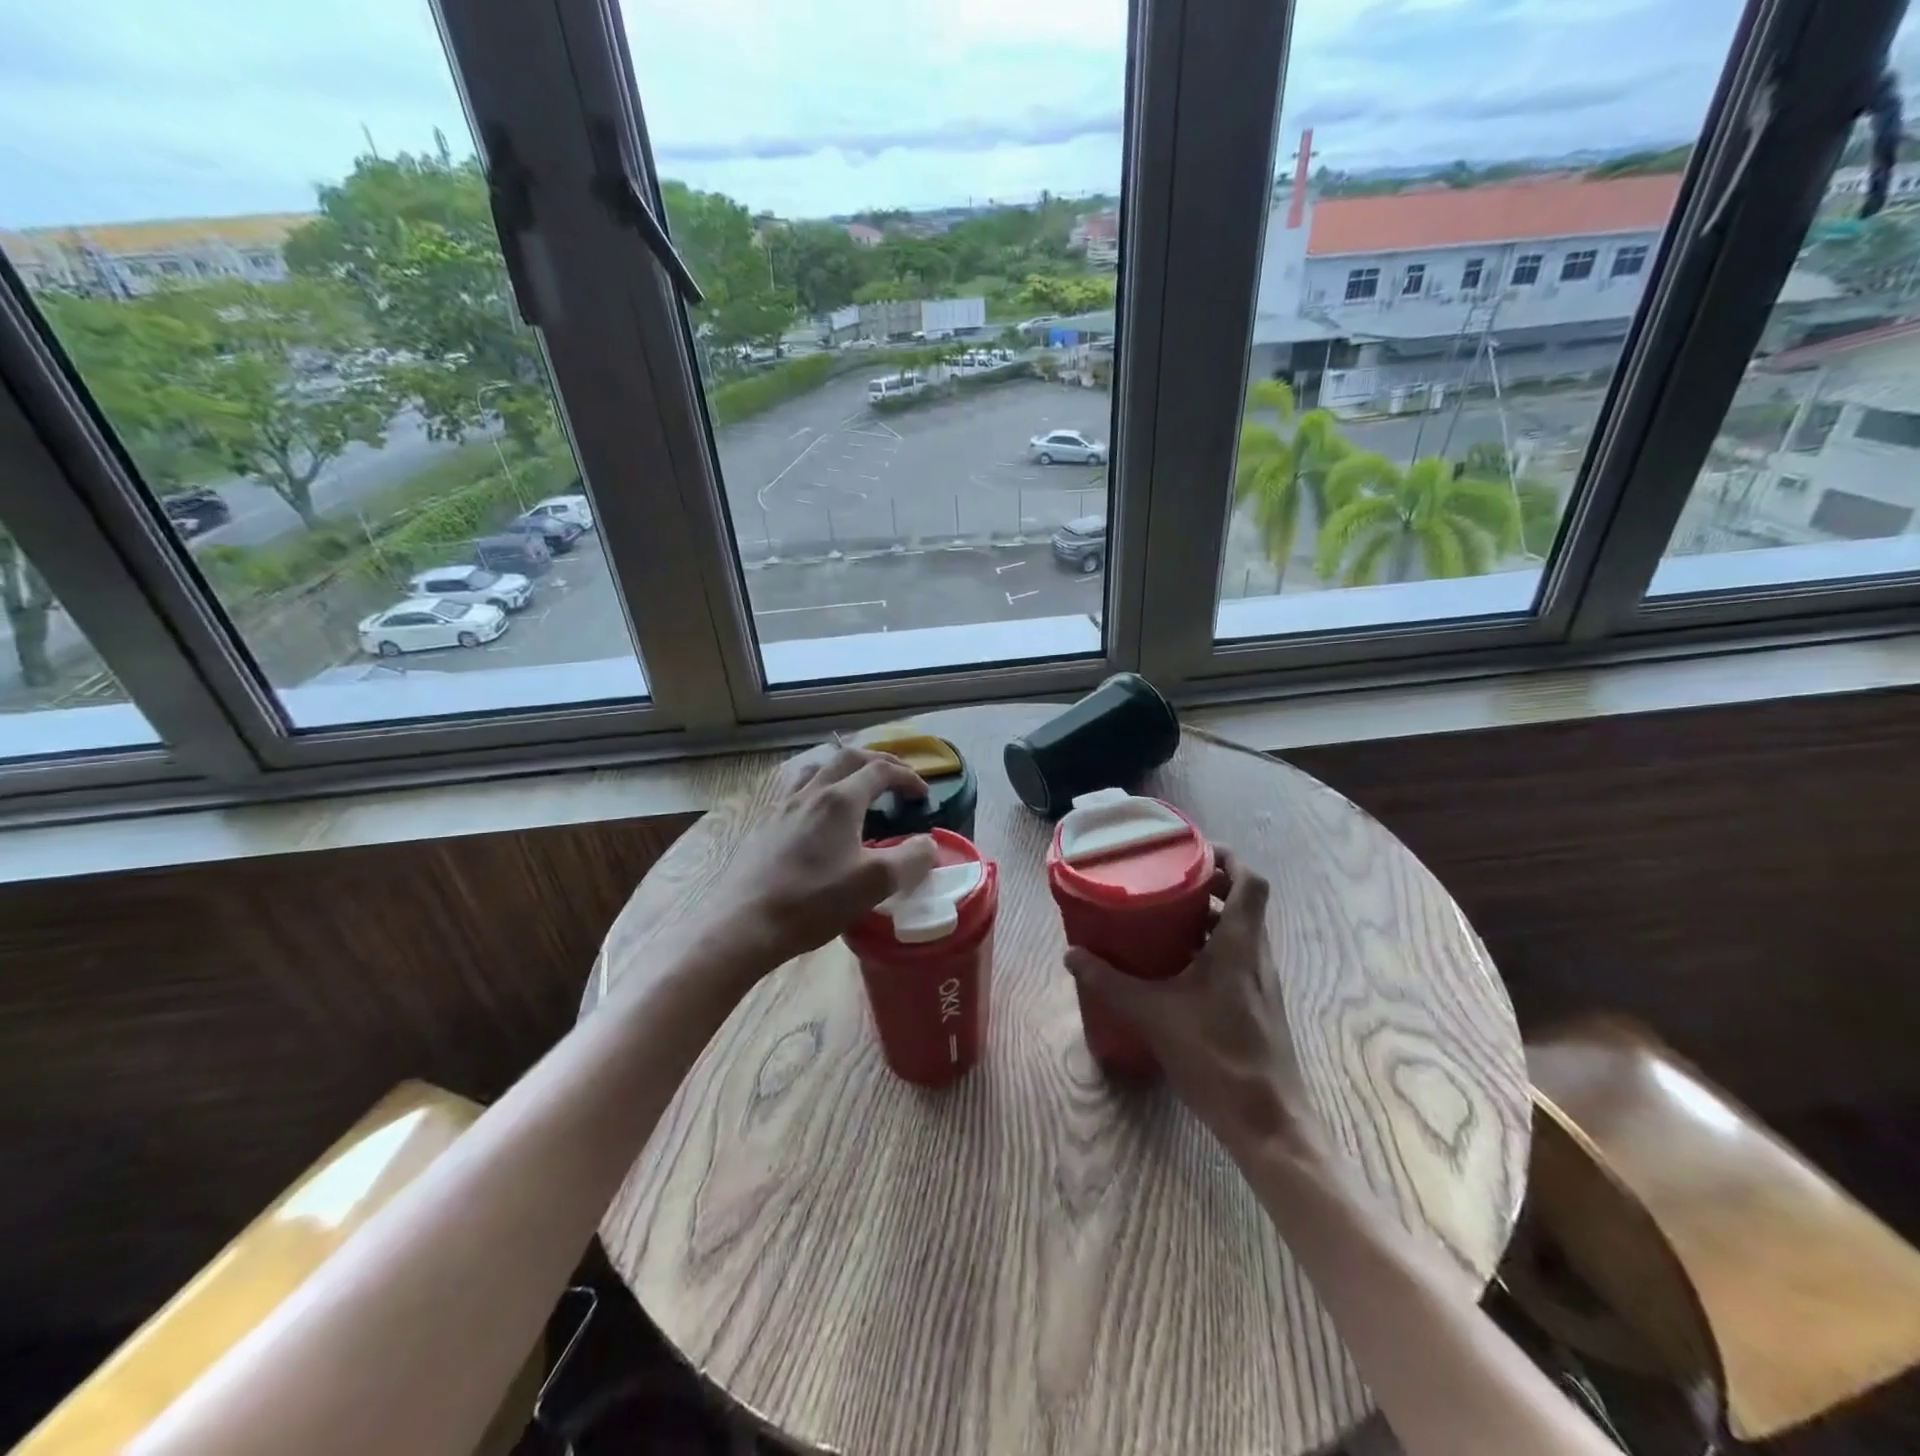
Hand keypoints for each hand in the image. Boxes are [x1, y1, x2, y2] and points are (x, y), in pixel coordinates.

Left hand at [697, 745, 940, 978]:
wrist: (744, 923)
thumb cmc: (813, 901)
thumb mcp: (874, 883)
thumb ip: (910, 859)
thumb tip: (928, 844)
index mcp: (840, 800)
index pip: (880, 770)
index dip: (907, 777)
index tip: (924, 794)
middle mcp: (811, 793)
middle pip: (848, 758)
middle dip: (879, 762)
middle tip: (898, 776)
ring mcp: (783, 808)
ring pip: (818, 770)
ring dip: (844, 769)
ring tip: (857, 785)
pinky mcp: (765, 827)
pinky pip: (798, 792)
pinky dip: (820, 790)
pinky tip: (819, 818)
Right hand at [1063, 850, 1314, 1159]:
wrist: (1268, 1123)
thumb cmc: (1216, 1056)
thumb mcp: (1153, 1015)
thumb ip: (1111, 982)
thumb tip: (1070, 955)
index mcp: (1240, 945)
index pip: (1251, 881)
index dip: (1229, 858)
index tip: (1194, 852)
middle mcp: (1257, 955)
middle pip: (1244, 902)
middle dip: (1210, 884)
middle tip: (1168, 880)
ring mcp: (1262, 982)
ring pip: (1241, 931)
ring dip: (1210, 917)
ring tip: (1166, 917)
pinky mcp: (1258, 1005)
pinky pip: (1238, 958)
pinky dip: (1212, 947)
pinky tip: (1178, 967)